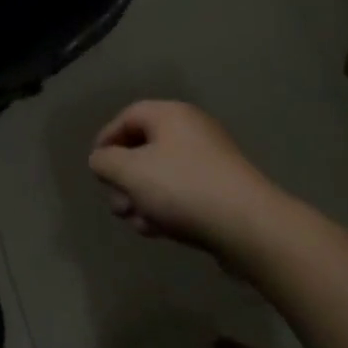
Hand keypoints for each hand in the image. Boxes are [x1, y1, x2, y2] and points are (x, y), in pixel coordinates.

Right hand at [88, 99, 286, 256]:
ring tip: (137, 223)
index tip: (96, 168)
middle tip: (116, 204)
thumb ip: (105, 161)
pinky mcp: (223, 192)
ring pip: (161, 176)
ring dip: (142, 199)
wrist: (250, 228)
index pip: (127, 116)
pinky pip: (183, 193)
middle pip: (144, 149)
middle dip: (124, 179)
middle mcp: (192, 131)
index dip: (106, 139)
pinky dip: (166, 208)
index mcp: (171, 115)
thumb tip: (101, 160)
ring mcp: (210, 162)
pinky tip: (157, 231)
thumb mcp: (129, 171)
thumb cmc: (182, 188)